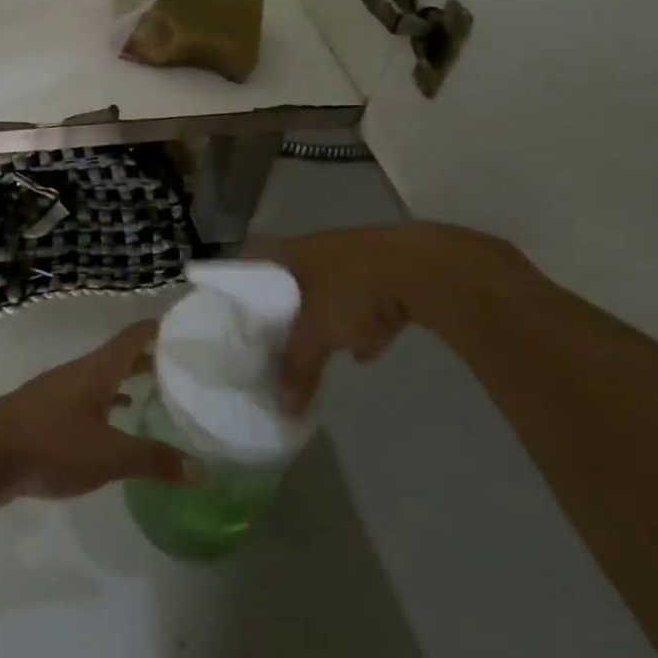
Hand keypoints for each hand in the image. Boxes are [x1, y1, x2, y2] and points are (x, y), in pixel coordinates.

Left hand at [0, 322, 199, 501]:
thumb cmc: (51, 444)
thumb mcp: (109, 455)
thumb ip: (154, 460)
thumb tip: (204, 470)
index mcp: (97, 370)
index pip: (134, 336)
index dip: (159, 327)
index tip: (188, 325)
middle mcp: (80, 373)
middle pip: (119, 357)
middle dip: (150, 358)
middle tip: (184, 365)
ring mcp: (60, 392)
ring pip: (103, 379)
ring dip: (129, 382)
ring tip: (159, 393)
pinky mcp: (47, 415)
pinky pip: (88, 402)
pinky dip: (109, 407)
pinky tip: (118, 425)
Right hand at [261, 223, 517, 414]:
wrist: (425, 269)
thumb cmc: (353, 288)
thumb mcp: (318, 331)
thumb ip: (297, 365)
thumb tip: (282, 407)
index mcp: (291, 252)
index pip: (253, 257)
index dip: (240, 279)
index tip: (231, 305)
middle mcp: (318, 250)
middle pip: (289, 277)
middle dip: (281, 304)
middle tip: (269, 334)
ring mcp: (355, 260)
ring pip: (327, 289)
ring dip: (323, 315)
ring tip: (317, 347)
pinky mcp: (388, 274)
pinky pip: (363, 301)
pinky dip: (361, 324)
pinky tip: (366, 349)